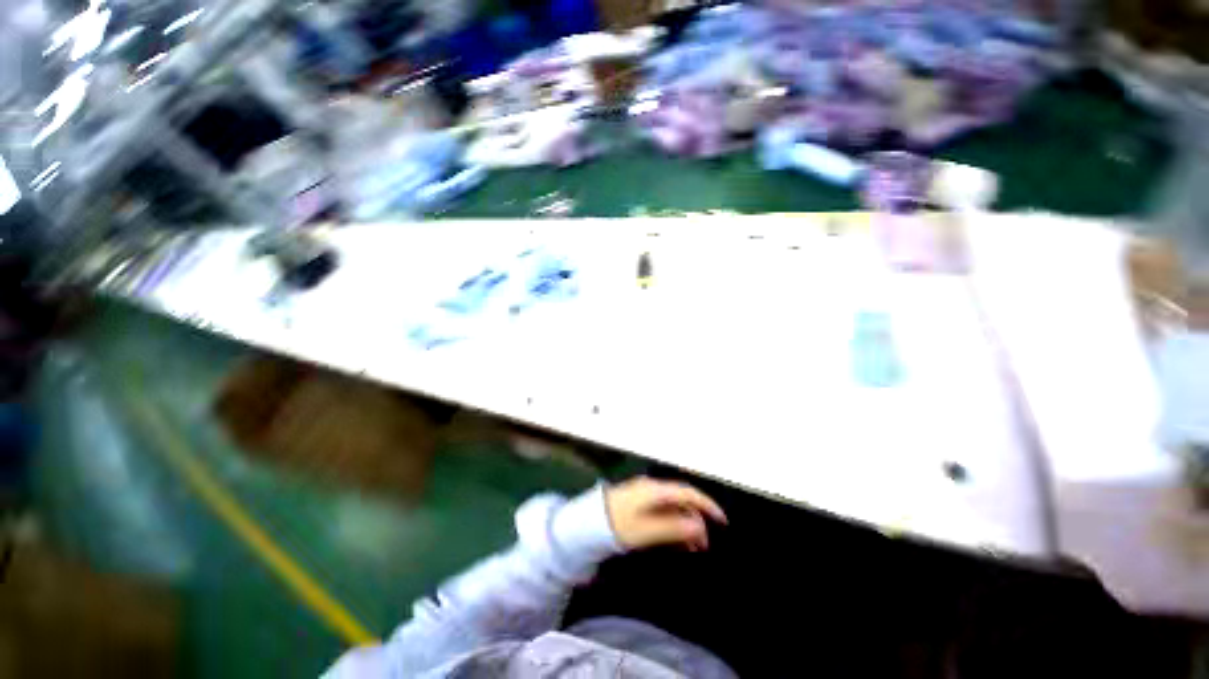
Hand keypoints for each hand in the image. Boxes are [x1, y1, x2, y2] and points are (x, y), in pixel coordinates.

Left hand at [605, 477, 726, 551]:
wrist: (585, 524)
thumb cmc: (615, 525)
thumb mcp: (645, 530)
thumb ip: (673, 527)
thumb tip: (698, 527)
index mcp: (655, 490)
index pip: (687, 493)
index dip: (707, 505)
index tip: (722, 521)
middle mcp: (652, 489)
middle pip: (681, 501)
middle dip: (696, 519)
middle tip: (705, 544)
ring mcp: (645, 496)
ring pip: (673, 508)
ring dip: (685, 525)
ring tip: (695, 548)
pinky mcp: (639, 505)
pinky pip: (663, 513)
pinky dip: (673, 525)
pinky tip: (678, 541)